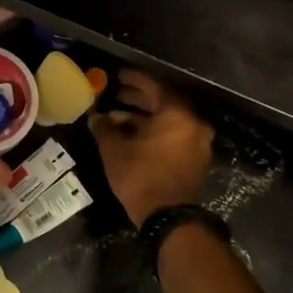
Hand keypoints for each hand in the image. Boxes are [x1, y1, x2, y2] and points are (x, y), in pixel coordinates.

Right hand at [89, 71, 213, 227]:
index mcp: (177, 114)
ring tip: (117, 119)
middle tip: (115, 95)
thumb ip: (104, 127)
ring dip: (144, 118)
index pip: (155, 87)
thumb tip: (95, 116)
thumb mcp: (114, 149)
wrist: (168, 216)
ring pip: (168, 121)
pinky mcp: (195, 160)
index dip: (134, 80)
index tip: (118, 76)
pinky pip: (173, 136)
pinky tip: (132, 137)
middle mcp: (193, 123)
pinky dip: (155, 133)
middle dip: (138, 99)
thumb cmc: (140, 175)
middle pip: (164, 103)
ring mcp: (197, 142)